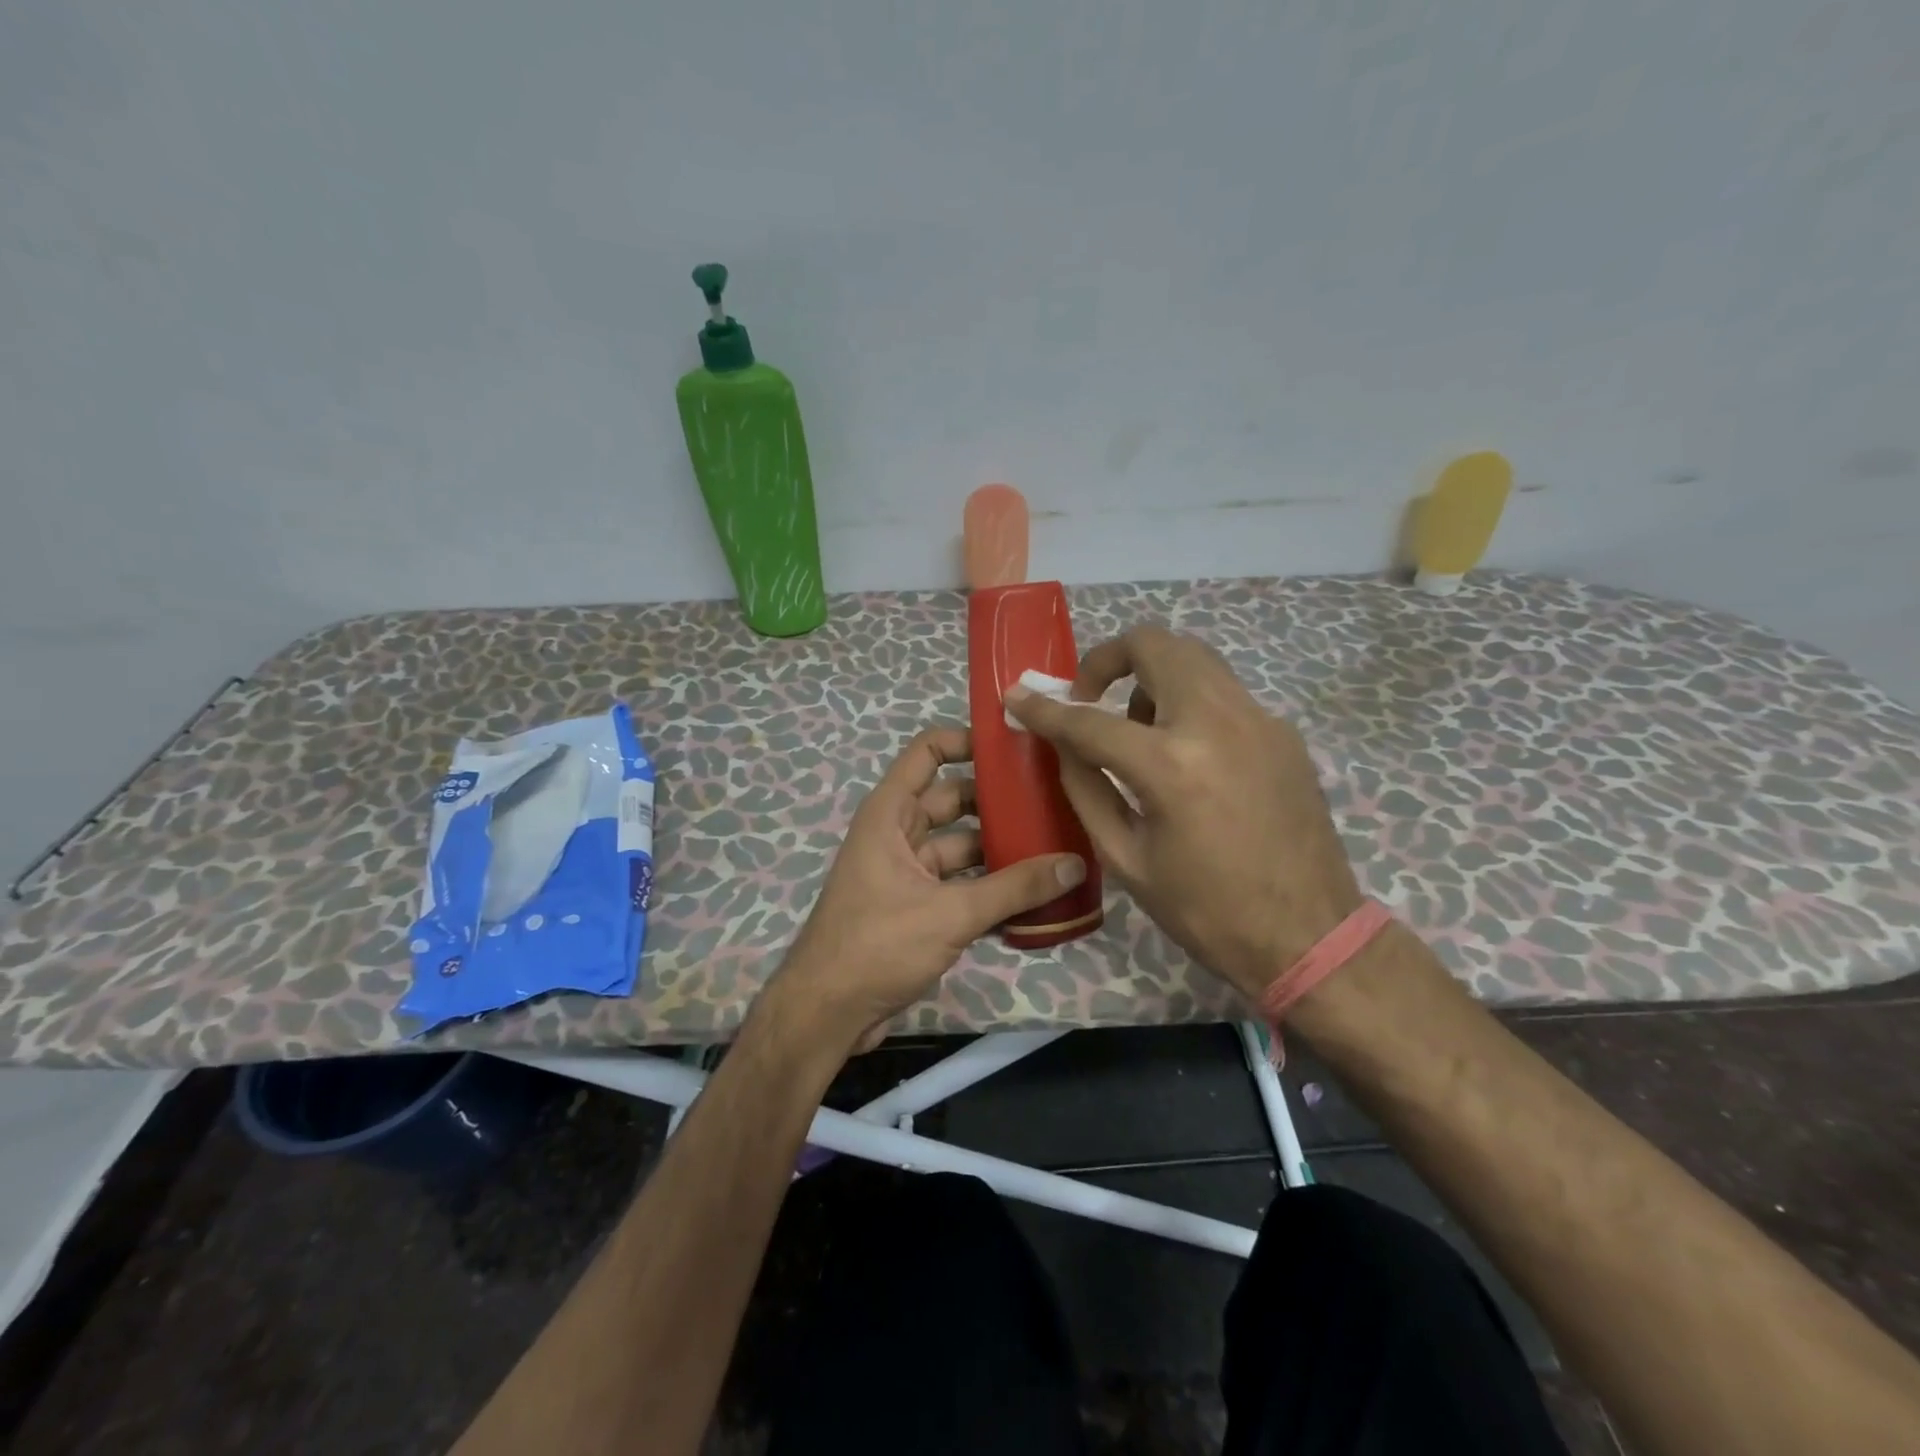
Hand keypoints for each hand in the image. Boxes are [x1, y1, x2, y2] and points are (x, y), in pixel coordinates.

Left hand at [769, 726, 1086, 1055]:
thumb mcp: (950, 912)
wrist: (826, 1014)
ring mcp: (908, 872)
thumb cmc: (877, 944)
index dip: (969, 740)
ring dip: (1001, 850)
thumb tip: (1075, 863)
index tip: (1019, 748)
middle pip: (955, 800)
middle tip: (1055, 801)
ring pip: (962, 846)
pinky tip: (1035, 897)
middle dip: (1000, 801)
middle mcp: (898, 833)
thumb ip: (1014, 888)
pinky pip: (960, 884)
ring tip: (1057, 847)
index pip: (929, 751)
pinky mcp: (917, 908)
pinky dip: (990, 888)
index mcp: (891, 813)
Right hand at [1006, 625, 1360, 1002]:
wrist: (1309, 935)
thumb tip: (1062, 743)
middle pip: (1154, 646)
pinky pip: (1223, 692)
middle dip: (1108, 659)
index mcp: (1171, 766)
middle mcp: (1218, 723)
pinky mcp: (1283, 732)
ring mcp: (1259, 720)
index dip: (1045, 708)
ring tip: (1140, 730)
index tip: (1018, 697)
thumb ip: (1086, 787)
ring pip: (1194, 657)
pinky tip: (1187, 754)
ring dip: (1152, 676)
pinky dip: (1189, 701)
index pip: (1090, 719)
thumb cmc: (1205, 910)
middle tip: (1090, 698)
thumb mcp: (1126, 858)